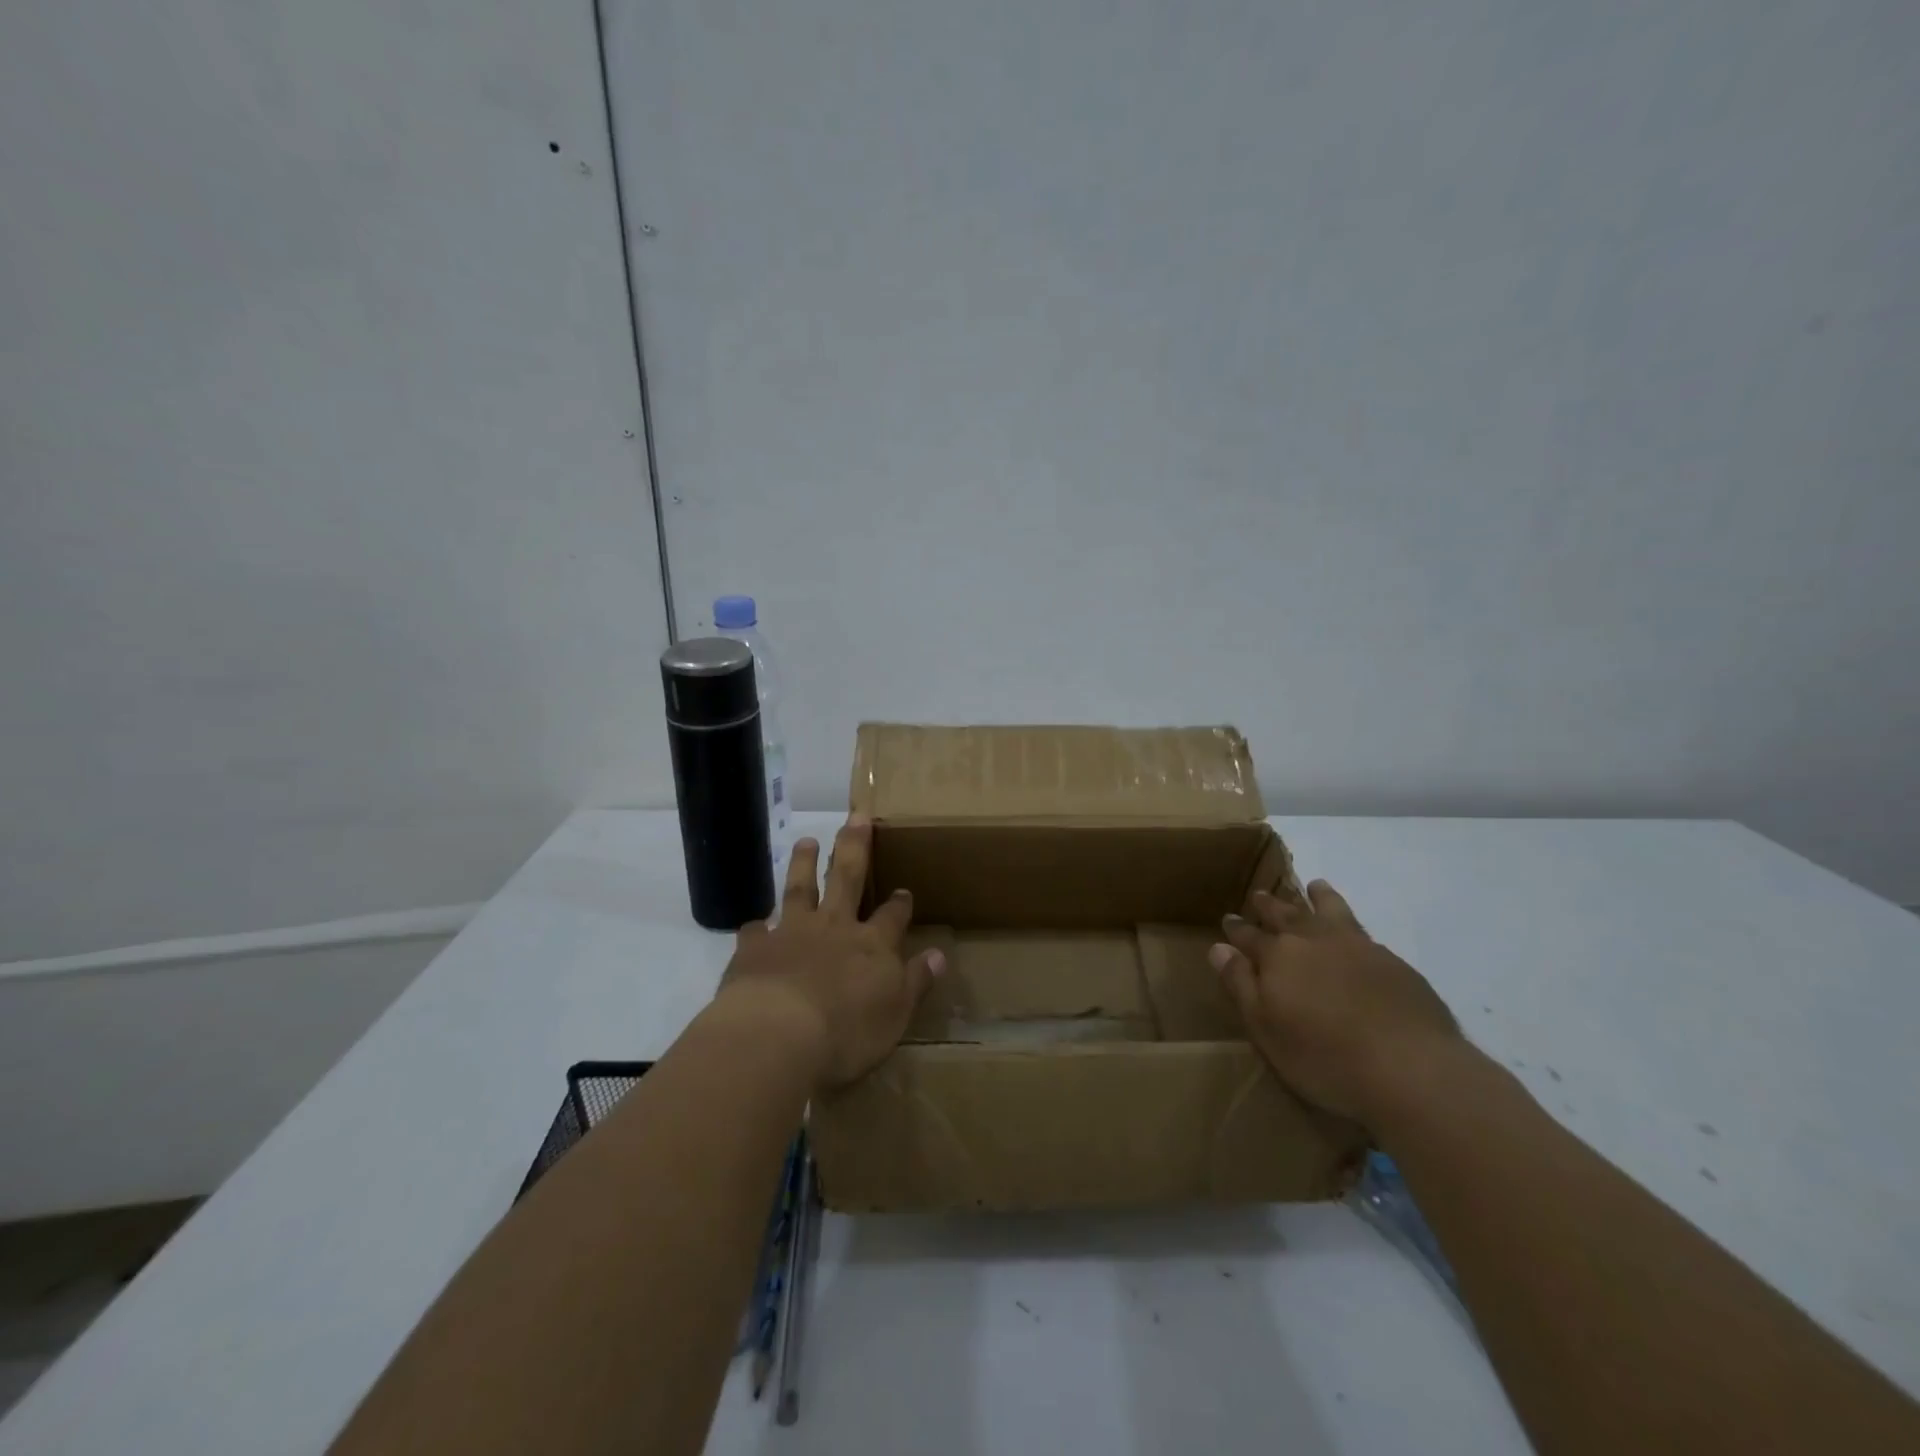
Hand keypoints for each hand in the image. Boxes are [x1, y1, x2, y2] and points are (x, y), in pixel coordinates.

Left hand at [716, 817, 944, 1088]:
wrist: (777, 1035)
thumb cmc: (846, 1032)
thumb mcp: (896, 1014)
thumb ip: (916, 982)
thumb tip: (939, 955)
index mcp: (871, 944)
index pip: (892, 916)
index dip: (899, 903)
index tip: (903, 890)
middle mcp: (834, 927)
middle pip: (847, 878)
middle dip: (855, 847)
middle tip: (856, 817)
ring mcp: (792, 932)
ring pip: (800, 888)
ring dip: (804, 864)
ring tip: (805, 841)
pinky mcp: (756, 948)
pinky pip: (757, 930)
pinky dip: (758, 926)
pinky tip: (756, 924)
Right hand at [1209, 880, 1460, 1130]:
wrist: (1411, 1068)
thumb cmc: (1324, 1057)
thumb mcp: (1266, 1028)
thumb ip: (1240, 985)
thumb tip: (1218, 948)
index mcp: (1278, 956)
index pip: (1249, 936)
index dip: (1237, 928)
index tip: (1228, 919)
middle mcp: (1314, 940)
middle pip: (1286, 914)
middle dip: (1270, 905)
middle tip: (1260, 896)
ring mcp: (1357, 946)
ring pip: (1330, 910)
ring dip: (1317, 897)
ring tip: (1314, 886)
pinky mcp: (1393, 962)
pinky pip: (1363, 931)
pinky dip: (1351, 923)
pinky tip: (1356, 934)